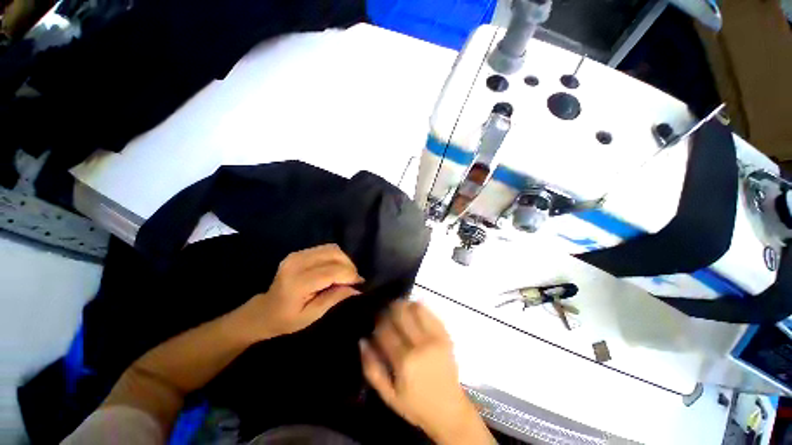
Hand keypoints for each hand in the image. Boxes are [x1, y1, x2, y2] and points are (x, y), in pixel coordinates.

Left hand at [238, 244, 363, 340]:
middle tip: (353, 280)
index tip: (359, 283)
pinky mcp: (299, 252)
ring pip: (332, 248)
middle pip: (334, 254)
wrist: (263, 311)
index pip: (332, 271)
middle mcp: (297, 263)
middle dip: (349, 266)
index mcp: (298, 282)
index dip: (350, 275)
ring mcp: (297, 255)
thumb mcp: (312, 315)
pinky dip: (336, 257)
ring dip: (344, 260)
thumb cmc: (286, 320)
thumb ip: (335, 298)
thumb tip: (357, 288)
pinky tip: (336, 269)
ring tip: (345, 274)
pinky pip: (326, 249)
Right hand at [360, 301, 493, 444]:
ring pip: (416, 308)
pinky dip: (418, 308)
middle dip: (389, 309)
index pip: (385, 330)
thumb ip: (372, 368)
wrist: (450, 410)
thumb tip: (363, 340)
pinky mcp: (445, 335)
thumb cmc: (415, 405)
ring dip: (404, 305)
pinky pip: (430, 312)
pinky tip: (413, 313)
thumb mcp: (388, 395)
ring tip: (398, 310)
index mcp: (404, 361)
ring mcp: (435, 337)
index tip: (375, 323)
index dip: (378, 323)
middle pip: (400, 314)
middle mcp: (421, 344)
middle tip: (385, 312)